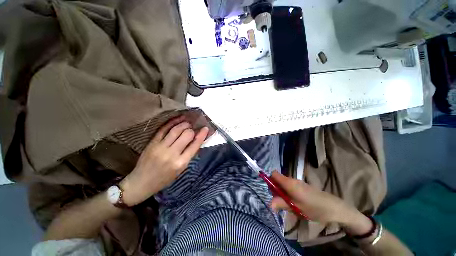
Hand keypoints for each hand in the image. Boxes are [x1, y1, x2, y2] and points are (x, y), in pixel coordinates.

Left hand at [120, 116, 208, 205]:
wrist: (141, 183)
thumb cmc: (164, 178)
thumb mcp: (181, 169)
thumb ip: (189, 154)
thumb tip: (197, 140)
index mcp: (181, 163)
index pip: (195, 145)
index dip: (202, 135)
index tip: (205, 128)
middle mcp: (171, 154)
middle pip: (186, 135)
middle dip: (192, 130)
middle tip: (193, 128)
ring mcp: (160, 147)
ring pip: (176, 130)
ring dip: (184, 124)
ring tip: (187, 122)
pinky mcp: (152, 143)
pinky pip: (163, 129)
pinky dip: (172, 122)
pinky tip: (178, 119)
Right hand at [269, 171, 367, 228]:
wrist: (333, 208)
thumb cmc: (313, 207)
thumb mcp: (296, 208)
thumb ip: (281, 204)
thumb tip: (269, 204)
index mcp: (289, 183)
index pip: (274, 174)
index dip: (270, 180)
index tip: (271, 192)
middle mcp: (291, 180)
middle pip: (277, 179)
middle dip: (275, 189)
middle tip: (279, 202)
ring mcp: (297, 182)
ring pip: (283, 183)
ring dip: (281, 192)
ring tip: (286, 204)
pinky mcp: (301, 186)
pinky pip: (289, 186)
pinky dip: (287, 192)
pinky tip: (293, 202)